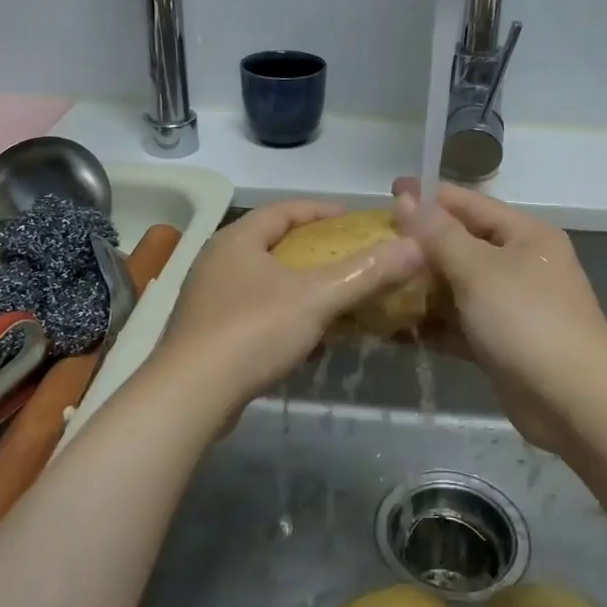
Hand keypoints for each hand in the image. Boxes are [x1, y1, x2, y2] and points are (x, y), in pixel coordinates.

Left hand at [155, 201, 425, 423]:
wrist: (190, 396)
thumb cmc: (253, 331)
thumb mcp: (317, 298)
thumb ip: (365, 272)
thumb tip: (415, 246)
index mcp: (237, 240)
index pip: (283, 210)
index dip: (320, 210)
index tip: (352, 217)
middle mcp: (217, 261)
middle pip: (271, 243)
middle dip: (312, 248)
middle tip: (347, 255)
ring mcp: (207, 298)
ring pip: (262, 279)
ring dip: (297, 283)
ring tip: (332, 293)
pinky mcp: (206, 333)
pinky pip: (253, 310)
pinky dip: (282, 313)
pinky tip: (304, 334)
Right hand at [392, 182, 606, 455]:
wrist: (573, 401)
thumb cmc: (526, 320)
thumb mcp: (478, 269)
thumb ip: (439, 234)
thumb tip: (407, 200)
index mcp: (524, 235)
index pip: (469, 204)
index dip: (429, 196)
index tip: (387, 191)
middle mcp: (520, 264)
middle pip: (461, 245)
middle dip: (419, 245)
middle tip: (373, 243)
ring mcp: (511, 306)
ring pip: (457, 287)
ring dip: (421, 287)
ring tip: (376, 283)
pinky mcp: (500, 342)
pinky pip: (459, 323)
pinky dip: (433, 324)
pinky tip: (395, 327)